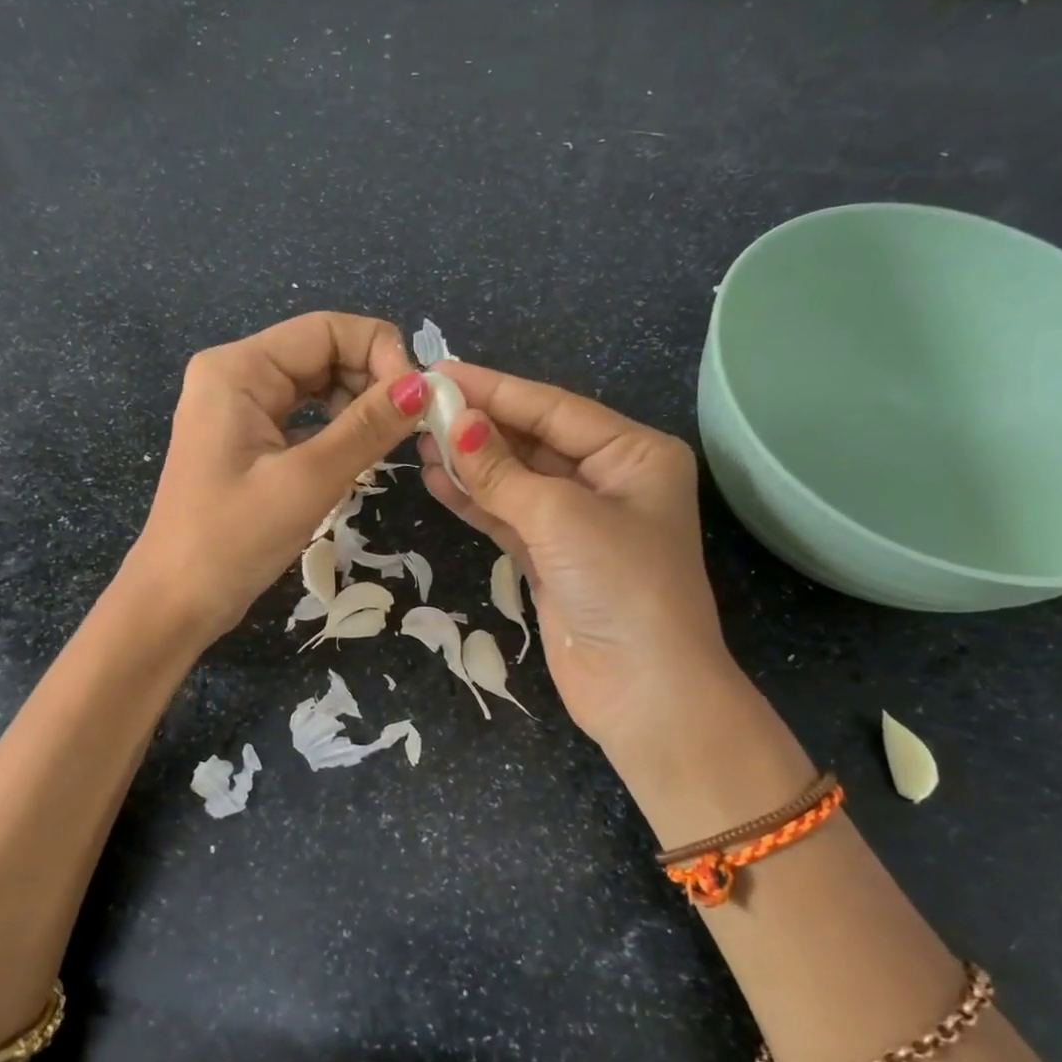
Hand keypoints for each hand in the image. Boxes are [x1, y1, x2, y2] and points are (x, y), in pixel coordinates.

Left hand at [127, 312, 429, 644]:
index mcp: (239, 369)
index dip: (380, 353)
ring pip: (317, 387)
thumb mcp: (307, 481)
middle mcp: (237, 376)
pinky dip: (336, 431)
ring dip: (357, 408)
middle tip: (410, 426)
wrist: (175, 602)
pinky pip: (304, 418)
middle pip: (323, 353)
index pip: (327, 329)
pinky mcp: (247, 441)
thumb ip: (366, 429)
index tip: (418, 400)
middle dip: (371, 381)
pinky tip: (357, 457)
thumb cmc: (232, 540)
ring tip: (386, 445)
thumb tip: (423, 387)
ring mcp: (239, 409)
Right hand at [418, 361, 742, 780]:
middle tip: (419, 406)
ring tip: (417, 441)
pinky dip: (475, 502)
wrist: (643, 690)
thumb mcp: (559, 515)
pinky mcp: (553, 559)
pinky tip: (436, 481)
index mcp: (634, 454)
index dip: (495, 389)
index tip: (439, 371)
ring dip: (470, 463)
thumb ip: (501, 469)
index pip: (554, 408)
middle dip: (479, 426)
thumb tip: (453, 423)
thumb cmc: (618, 584)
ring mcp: (580, 523)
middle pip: (534, 440)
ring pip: (517, 480)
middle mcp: (611, 481)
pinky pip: (509, 517)